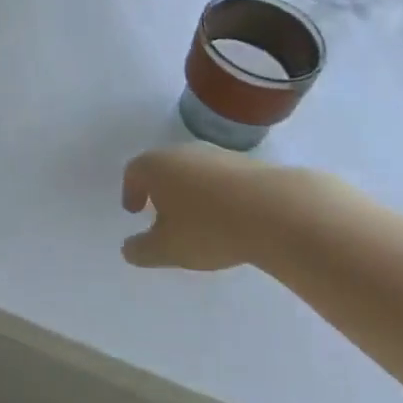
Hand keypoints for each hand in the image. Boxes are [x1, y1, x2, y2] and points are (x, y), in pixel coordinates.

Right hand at [121, 143, 319, 271]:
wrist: (275, 212)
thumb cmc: (208, 229)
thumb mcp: (168, 249)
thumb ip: (142, 250)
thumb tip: (128, 249)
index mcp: (155, 166)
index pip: (133, 172)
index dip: (130, 192)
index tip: (134, 211)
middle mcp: (181, 152)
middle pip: (163, 167)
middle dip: (159, 190)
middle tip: (162, 213)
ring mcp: (215, 155)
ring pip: (193, 170)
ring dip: (189, 191)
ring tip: (198, 218)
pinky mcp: (245, 163)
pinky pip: (220, 177)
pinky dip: (216, 193)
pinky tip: (228, 216)